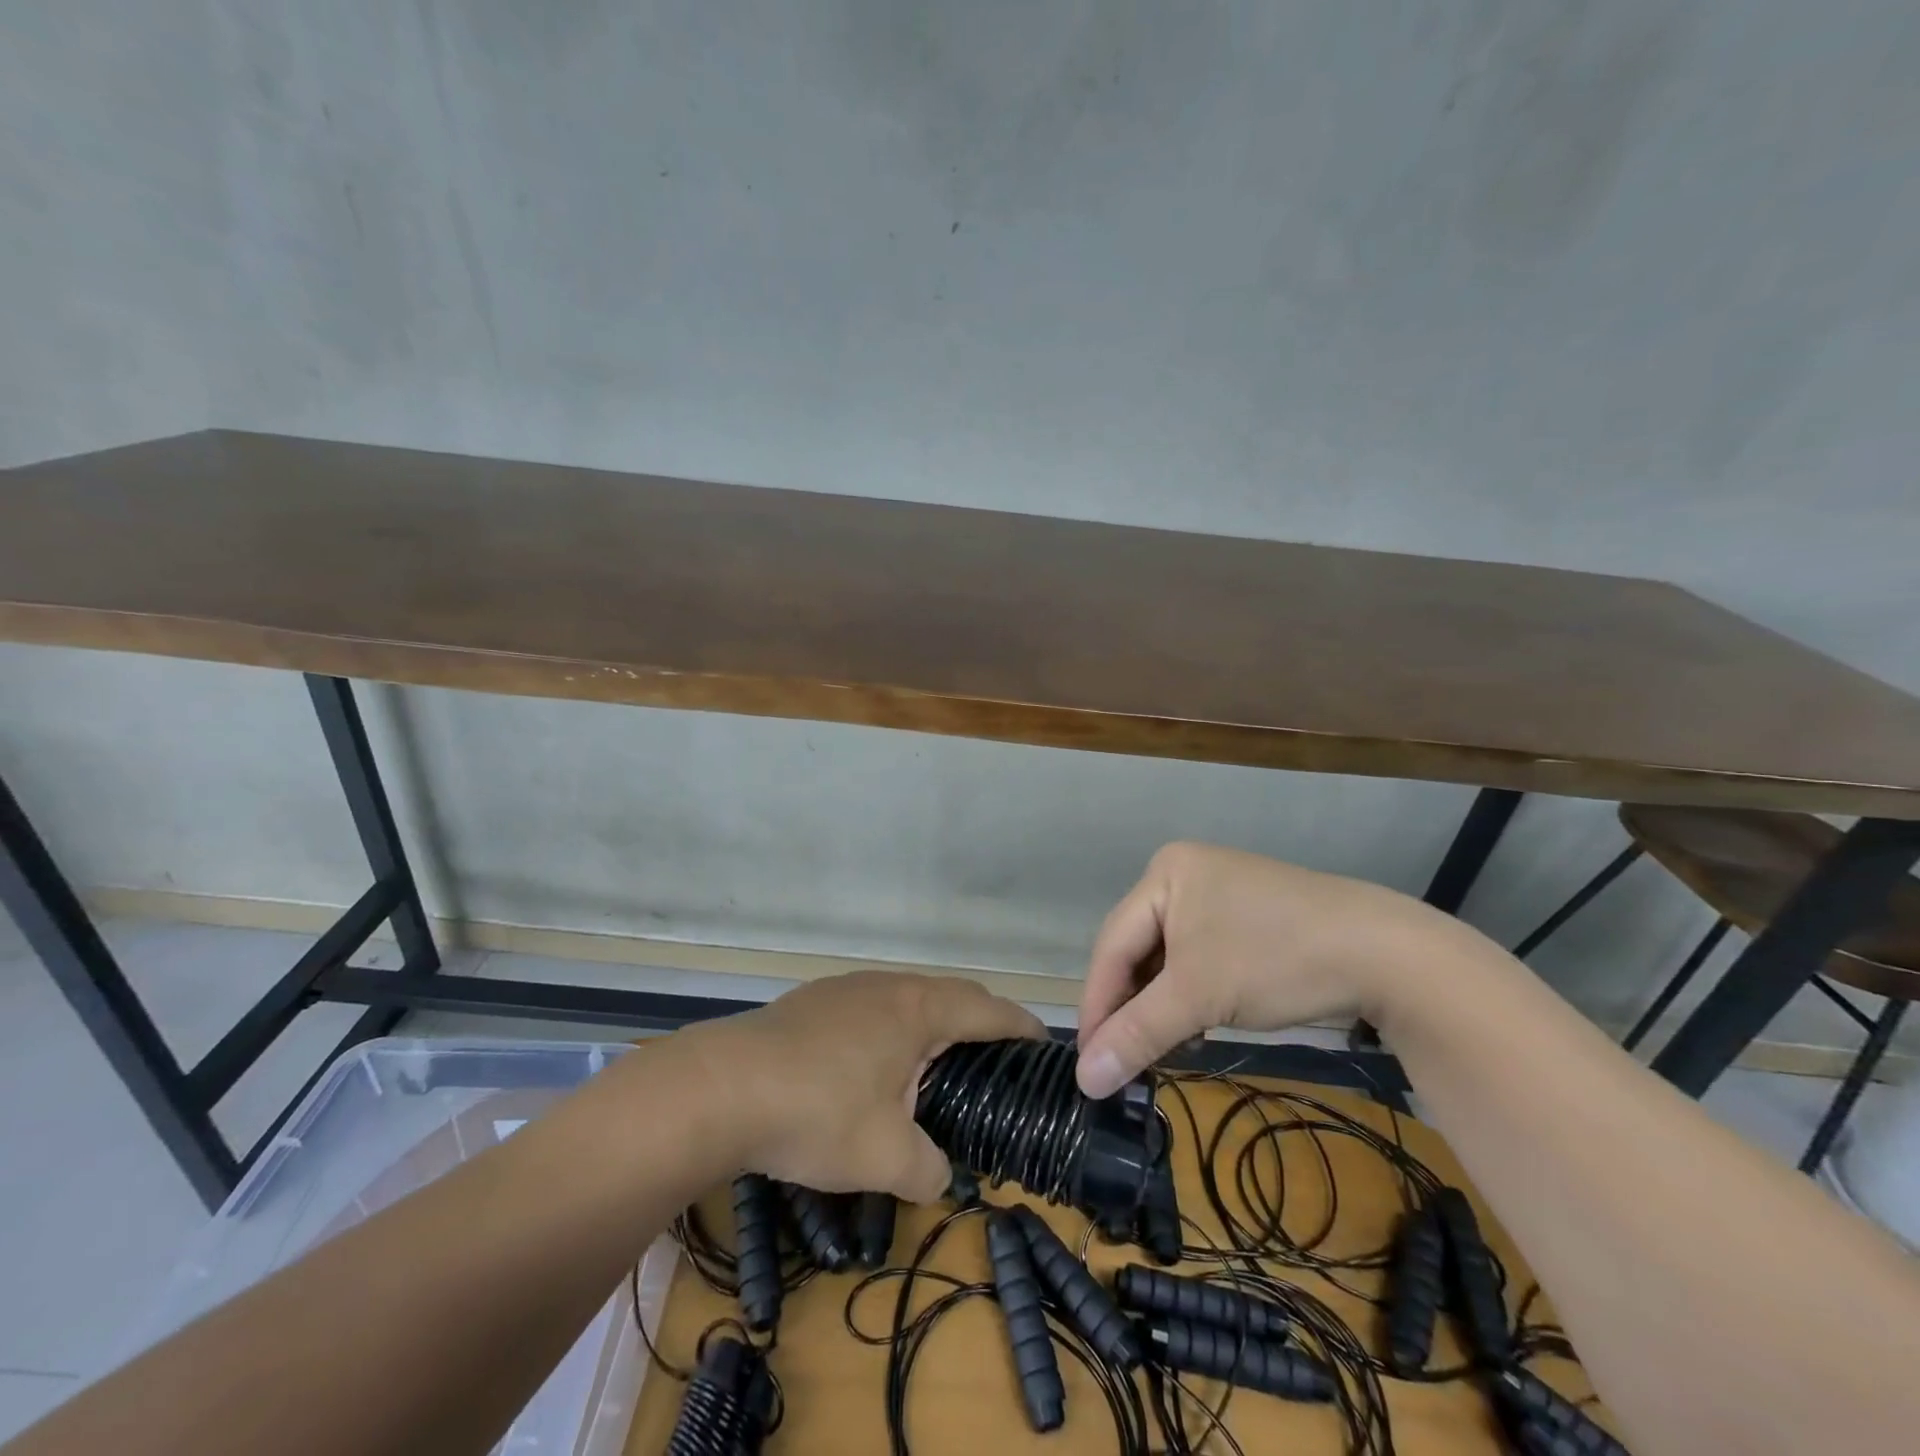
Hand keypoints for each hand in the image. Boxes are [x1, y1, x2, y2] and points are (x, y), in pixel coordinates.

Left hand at [683, 971, 1045, 1201]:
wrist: (720, 1087)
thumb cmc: (817, 1113)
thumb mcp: (885, 1157)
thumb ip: (929, 1170)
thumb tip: (940, 1175)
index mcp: (918, 1010)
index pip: (986, 1009)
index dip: (1019, 1024)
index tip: (1043, 1043)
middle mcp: (887, 986)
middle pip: (949, 995)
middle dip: (979, 1022)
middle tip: (997, 1059)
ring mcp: (846, 988)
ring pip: (906, 998)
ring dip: (931, 1024)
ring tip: (937, 1063)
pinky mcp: (812, 1002)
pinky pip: (871, 1007)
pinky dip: (891, 1029)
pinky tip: (872, 1066)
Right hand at [1075, 842, 1446, 1096]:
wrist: (1386, 953)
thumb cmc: (1276, 958)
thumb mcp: (1198, 996)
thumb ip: (1136, 1034)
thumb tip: (1084, 1080)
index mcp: (1164, 873)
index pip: (1112, 944)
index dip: (1098, 1004)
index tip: (1088, 1061)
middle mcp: (1185, 875)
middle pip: (1139, 949)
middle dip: (1132, 1006)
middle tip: (1121, 1060)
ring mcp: (1220, 893)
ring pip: (1169, 958)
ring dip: (1161, 1005)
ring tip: (1159, 1049)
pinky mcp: (1248, 918)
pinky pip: (1199, 958)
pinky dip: (1191, 995)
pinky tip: (1195, 1027)